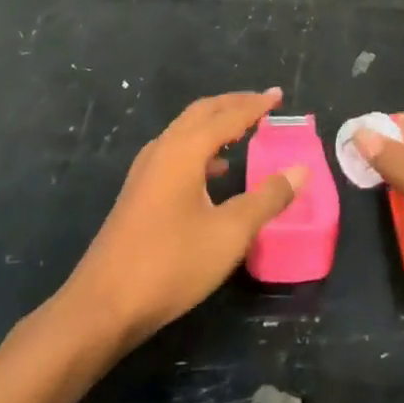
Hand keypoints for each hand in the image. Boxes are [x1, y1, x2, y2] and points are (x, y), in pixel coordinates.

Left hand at [64, 89, 306, 347]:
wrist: (103, 306)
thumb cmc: (171, 264)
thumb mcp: (230, 232)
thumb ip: (267, 198)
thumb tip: (300, 170)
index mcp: (185, 150)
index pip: (228, 116)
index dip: (256, 105)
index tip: (279, 96)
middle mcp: (163, 150)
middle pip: (202, 113)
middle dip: (233, 105)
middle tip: (263, 104)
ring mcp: (146, 171)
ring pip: (185, 131)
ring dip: (216, 125)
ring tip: (244, 131)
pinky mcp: (138, 192)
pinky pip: (176, 152)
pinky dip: (201, 148)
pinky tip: (215, 172)